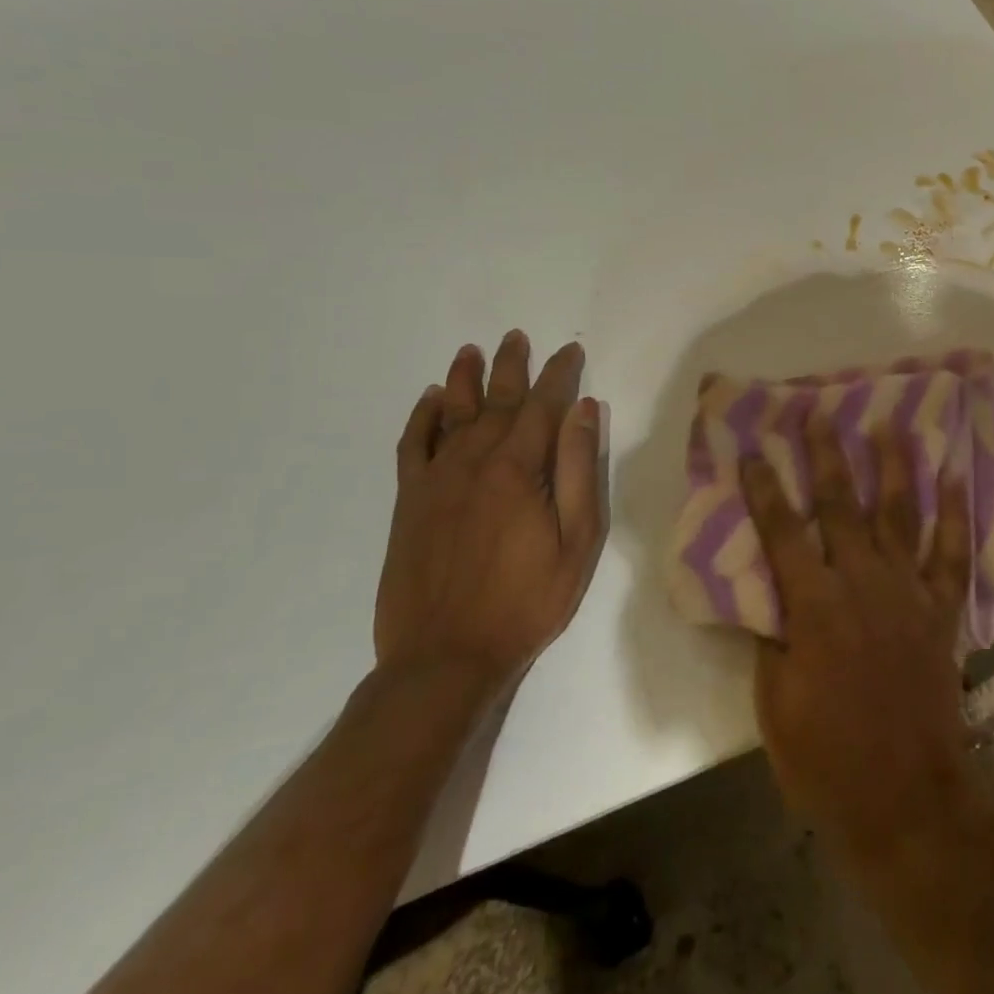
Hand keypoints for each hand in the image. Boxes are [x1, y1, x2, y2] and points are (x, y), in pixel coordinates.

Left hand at [375, 331, 605, 699]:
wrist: (445, 657)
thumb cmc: (527, 601)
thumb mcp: (577, 541)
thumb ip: (580, 471)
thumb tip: (584, 411)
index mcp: (519, 470)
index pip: (543, 406)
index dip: (559, 375)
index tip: (570, 351)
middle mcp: (473, 463)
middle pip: (496, 401)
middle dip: (512, 366)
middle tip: (518, 337)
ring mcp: (436, 481)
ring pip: (451, 414)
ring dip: (463, 379)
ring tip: (472, 350)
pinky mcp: (409, 502)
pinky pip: (412, 446)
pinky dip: (421, 418)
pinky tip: (430, 400)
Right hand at [740, 420, 979, 872]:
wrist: (904, 797)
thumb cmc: (826, 758)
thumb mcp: (775, 703)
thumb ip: (773, 638)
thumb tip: (771, 594)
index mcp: (815, 605)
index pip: (782, 531)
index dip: (765, 488)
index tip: (752, 449)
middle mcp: (862, 583)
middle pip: (841, 505)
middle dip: (827, 455)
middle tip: (818, 414)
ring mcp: (908, 592)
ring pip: (900, 513)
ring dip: (894, 466)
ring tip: (890, 425)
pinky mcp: (941, 610)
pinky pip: (953, 552)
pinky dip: (956, 512)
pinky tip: (956, 475)